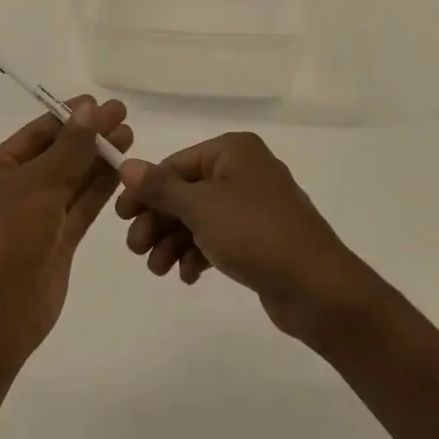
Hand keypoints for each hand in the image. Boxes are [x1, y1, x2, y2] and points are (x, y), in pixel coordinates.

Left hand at [0, 98, 130, 362]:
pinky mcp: (57, 242)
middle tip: (124, 116)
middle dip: (88, 136)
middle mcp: (13, 190)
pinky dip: (100, 188)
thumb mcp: (37, 184)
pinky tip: (122, 169)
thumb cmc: (6, 238)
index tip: (102, 104)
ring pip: (72, 180)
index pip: (37, 133)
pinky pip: (80, 207)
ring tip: (130, 136)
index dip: (70, 117)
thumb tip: (91, 109)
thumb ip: (69, 147)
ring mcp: (35, 217)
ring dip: (98, 159)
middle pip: (57, 154)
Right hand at [117, 132, 375, 341]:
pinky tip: (187, 276)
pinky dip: (198, 253)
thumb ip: (161, 187)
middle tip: (136, 250)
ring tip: (159, 270)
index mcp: (233, 151)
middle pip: (186, 192)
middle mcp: (243, 170)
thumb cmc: (255, 234)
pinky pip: (218, 237)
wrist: (317, 287)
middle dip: (158, 221)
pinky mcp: (260, 237)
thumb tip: (127, 165)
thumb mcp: (200, 208)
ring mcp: (254, 205)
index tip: (121, 218)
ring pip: (199, 217)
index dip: (145, 190)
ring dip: (174, 241)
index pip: (176, 164)